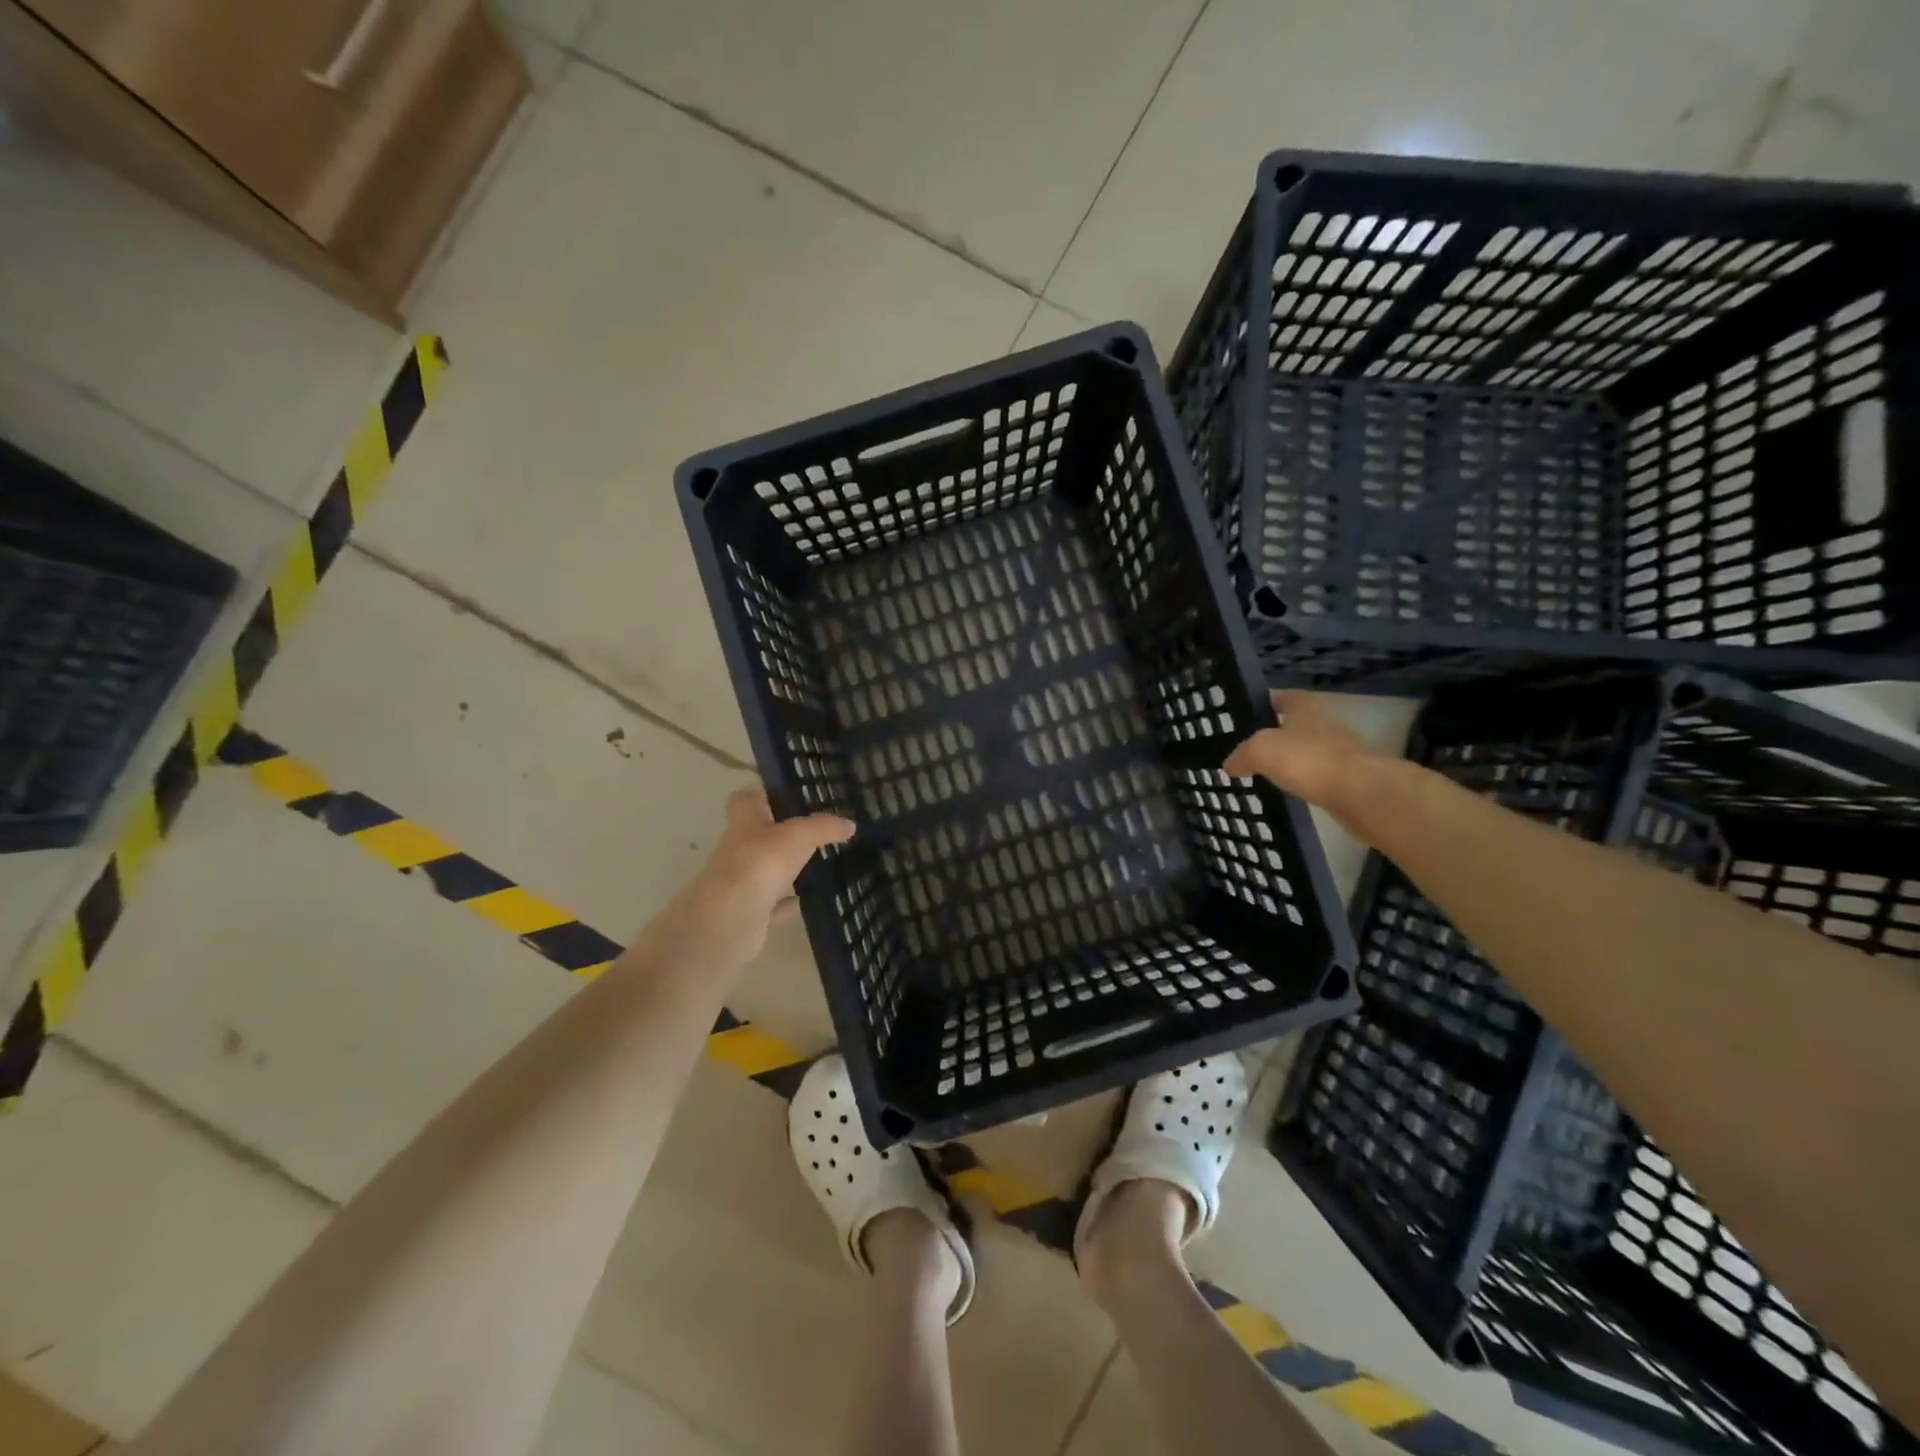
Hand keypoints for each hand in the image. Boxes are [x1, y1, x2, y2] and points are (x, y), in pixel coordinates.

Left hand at [653, 786, 854, 975]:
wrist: (729, 919)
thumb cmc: (760, 863)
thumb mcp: (799, 835)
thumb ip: (824, 827)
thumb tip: (850, 824)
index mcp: (744, 822)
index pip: (746, 799)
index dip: (763, 794)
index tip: (788, 795)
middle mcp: (739, 849)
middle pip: (759, 834)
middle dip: (783, 832)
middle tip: (817, 830)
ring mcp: (741, 881)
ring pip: (767, 869)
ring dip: (788, 867)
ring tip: (820, 862)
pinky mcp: (749, 911)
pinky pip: (773, 903)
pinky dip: (789, 902)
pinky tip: (809, 900)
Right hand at [1223, 691, 1396, 832]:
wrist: (1362, 793)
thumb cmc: (1308, 759)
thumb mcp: (1261, 750)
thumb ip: (1242, 754)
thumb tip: (1231, 764)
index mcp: (1305, 708)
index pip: (1282, 697)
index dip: (1265, 702)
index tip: (1247, 715)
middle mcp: (1325, 723)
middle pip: (1296, 724)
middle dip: (1276, 735)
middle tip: (1250, 749)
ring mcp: (1342, 751)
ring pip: (1308, 751)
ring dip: (1292, 760)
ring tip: (1267, 773)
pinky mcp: (1350, 778)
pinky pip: (1319, 776)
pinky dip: (1305, 782)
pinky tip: (1290, 792)